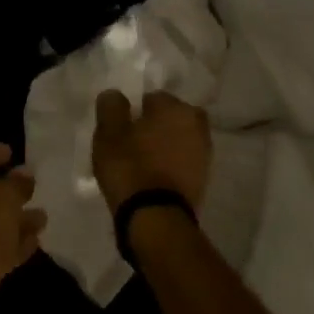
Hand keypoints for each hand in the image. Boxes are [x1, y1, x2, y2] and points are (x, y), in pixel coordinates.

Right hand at [91, 90, 211, 213]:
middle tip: (133, 145)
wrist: (155, 217)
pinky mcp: (204, 178)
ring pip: (179, 139)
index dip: (135, 113)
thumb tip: (116, 95)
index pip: (152, 98)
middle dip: (156, 126)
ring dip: (165, 145)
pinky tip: (154, 177)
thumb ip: (111, 106)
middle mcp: (196, 124)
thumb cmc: (130, 167)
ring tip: (143, 163)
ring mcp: (204, 152)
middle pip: (170, 118)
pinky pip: (183, 161)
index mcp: (175, 107)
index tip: (122, 130)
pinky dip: (171, 164)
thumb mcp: (108, 132)